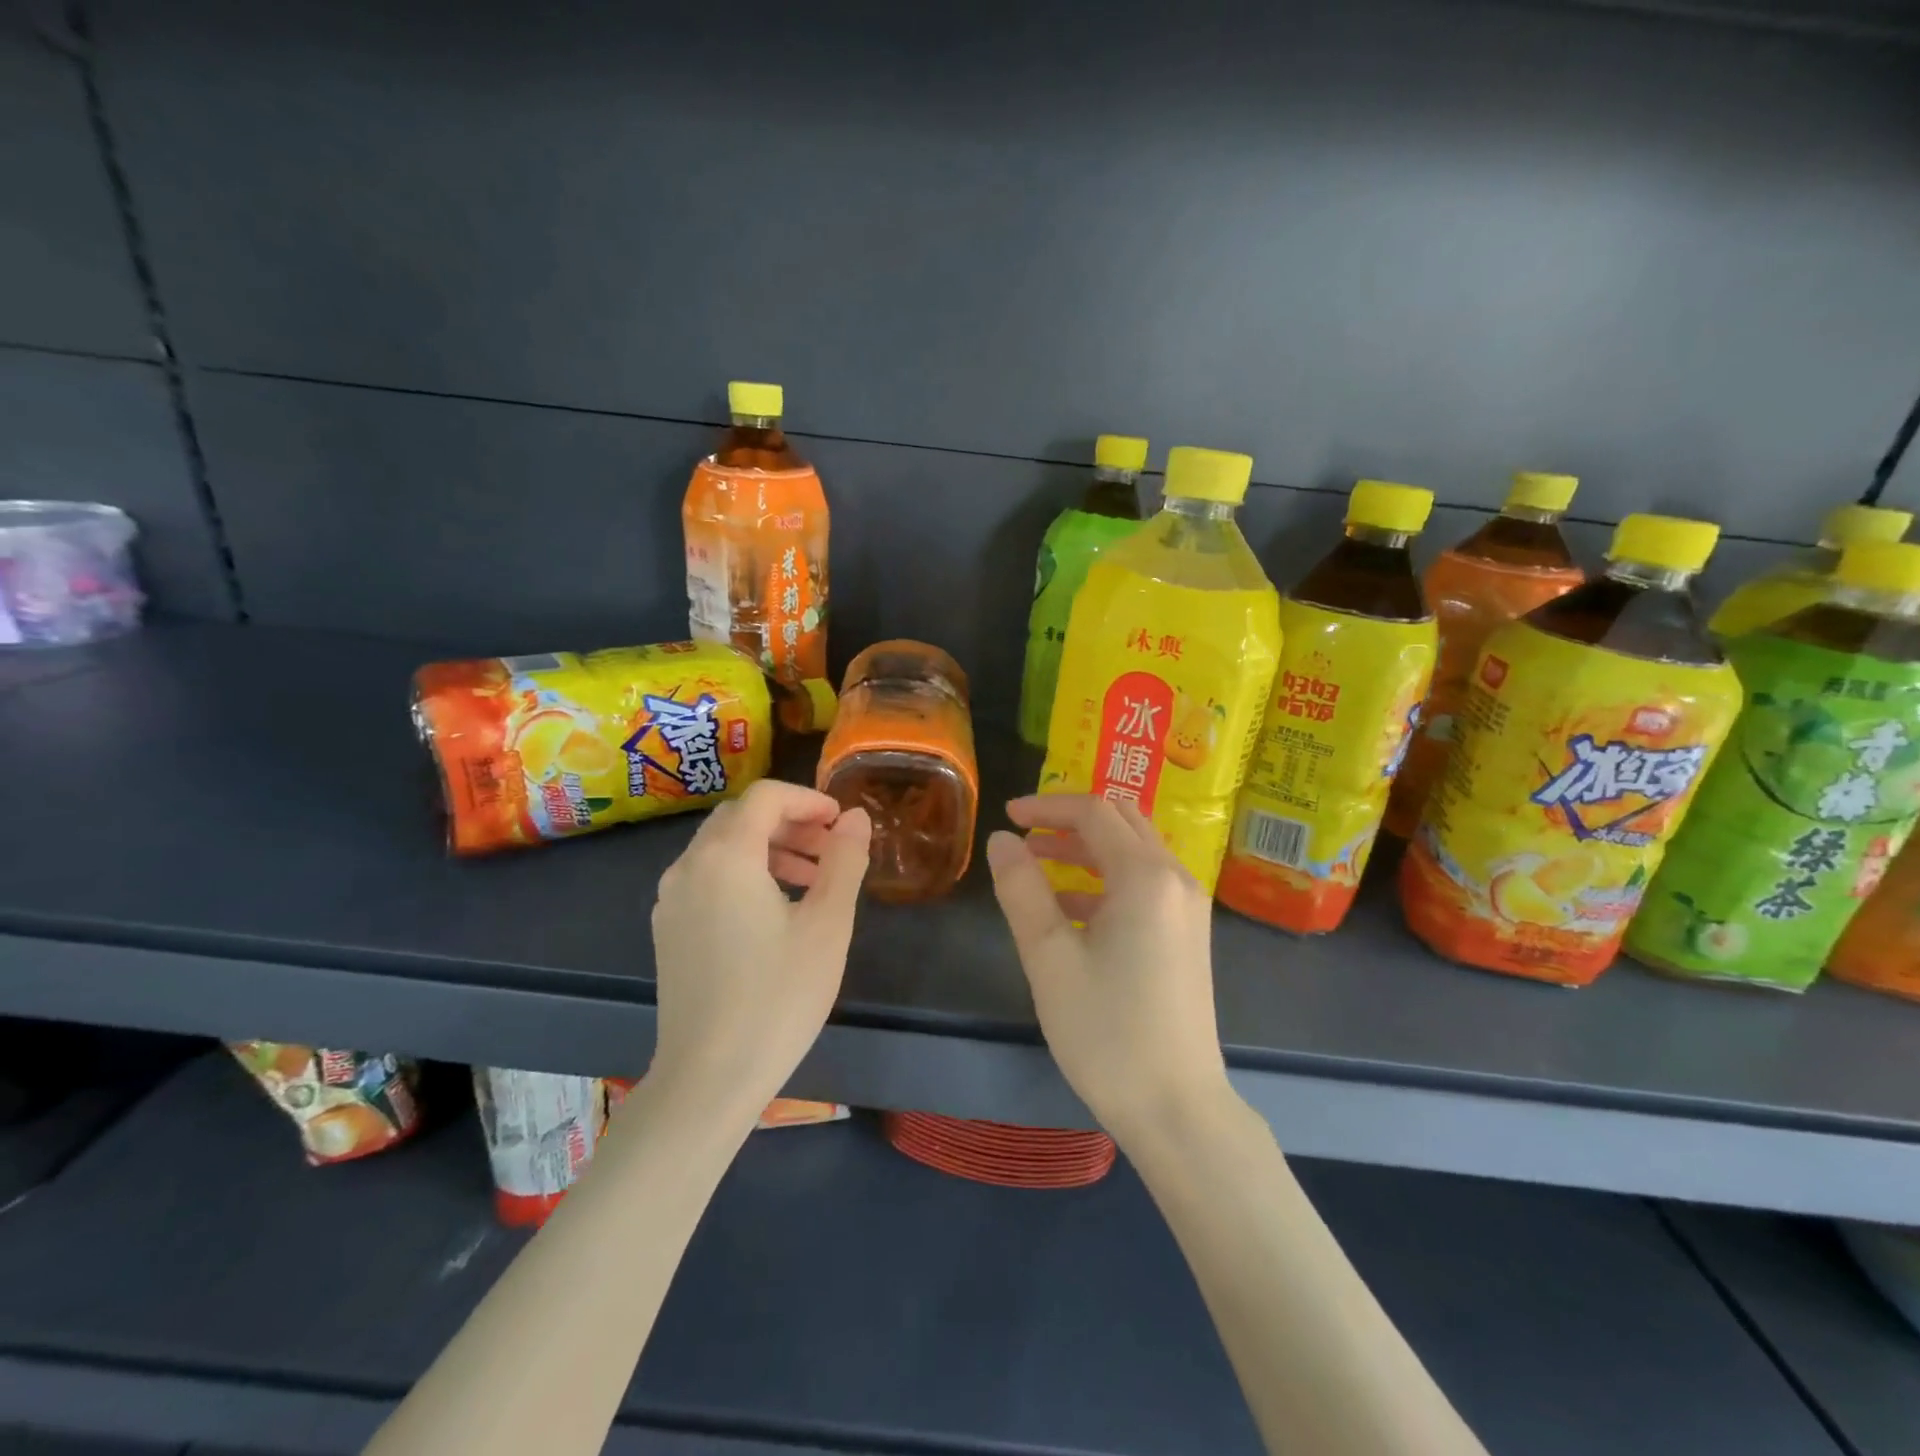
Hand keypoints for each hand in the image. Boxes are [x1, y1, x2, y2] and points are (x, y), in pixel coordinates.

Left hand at [649, 780, 871, 1132]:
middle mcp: (689, 866)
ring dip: (769, 848)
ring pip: (722, 847)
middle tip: (832, 851)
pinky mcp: (668, 929)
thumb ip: (844, 860)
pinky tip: (774, 911)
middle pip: (741, 817)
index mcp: (726, 856)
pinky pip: (708, 877)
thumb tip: (856, 817)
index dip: (809, 799)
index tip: (842, 824)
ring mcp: (671, 899)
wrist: (708, 1079)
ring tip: (812, 880)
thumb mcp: (827, 924)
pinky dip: (744, 873)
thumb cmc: (778, 997)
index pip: (766, 797)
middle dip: (791, 822)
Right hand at [985, 795, 1231, 1146]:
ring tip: (1038, 866)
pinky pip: (1145, 884)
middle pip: (1122, 821)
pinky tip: (1071, 910)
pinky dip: (1107, 879)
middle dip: (1070, 820)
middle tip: (1026, 835)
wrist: (1178, 1110)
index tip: (1007, 817)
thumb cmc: (1106, 1032)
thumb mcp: (1049, 957)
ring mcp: (1188, 909)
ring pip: (1135, 852)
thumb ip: (1022, 889)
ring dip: (1087, 849)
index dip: (1047, 807)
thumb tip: (1002, 839)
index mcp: (1145, 876)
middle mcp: (1175, 880)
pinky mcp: (1188, 936)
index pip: (1094, 812)